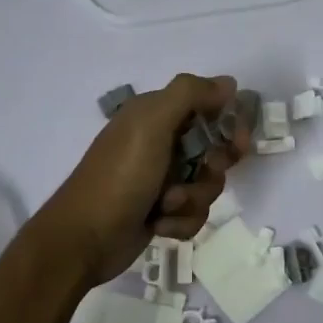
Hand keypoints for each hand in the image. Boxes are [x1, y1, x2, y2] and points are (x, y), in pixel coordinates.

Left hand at [38, 73, 250, 285]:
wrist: (85, 238)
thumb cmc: (120, 176)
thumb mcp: (151, 123)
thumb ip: (189, 94)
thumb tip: (228, 83)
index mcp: (155, 115)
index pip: (207, 107)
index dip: (228, 123)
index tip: (238, 140)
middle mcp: (160, 143)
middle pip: (214, 149)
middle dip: (213, 167)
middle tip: (205, 172)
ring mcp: (161, 180)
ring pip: (207, 185)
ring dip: (193, 198)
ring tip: (166, 205)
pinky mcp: (162, 212)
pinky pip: (194, 213)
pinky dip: (181, 221)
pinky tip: (159, 224)